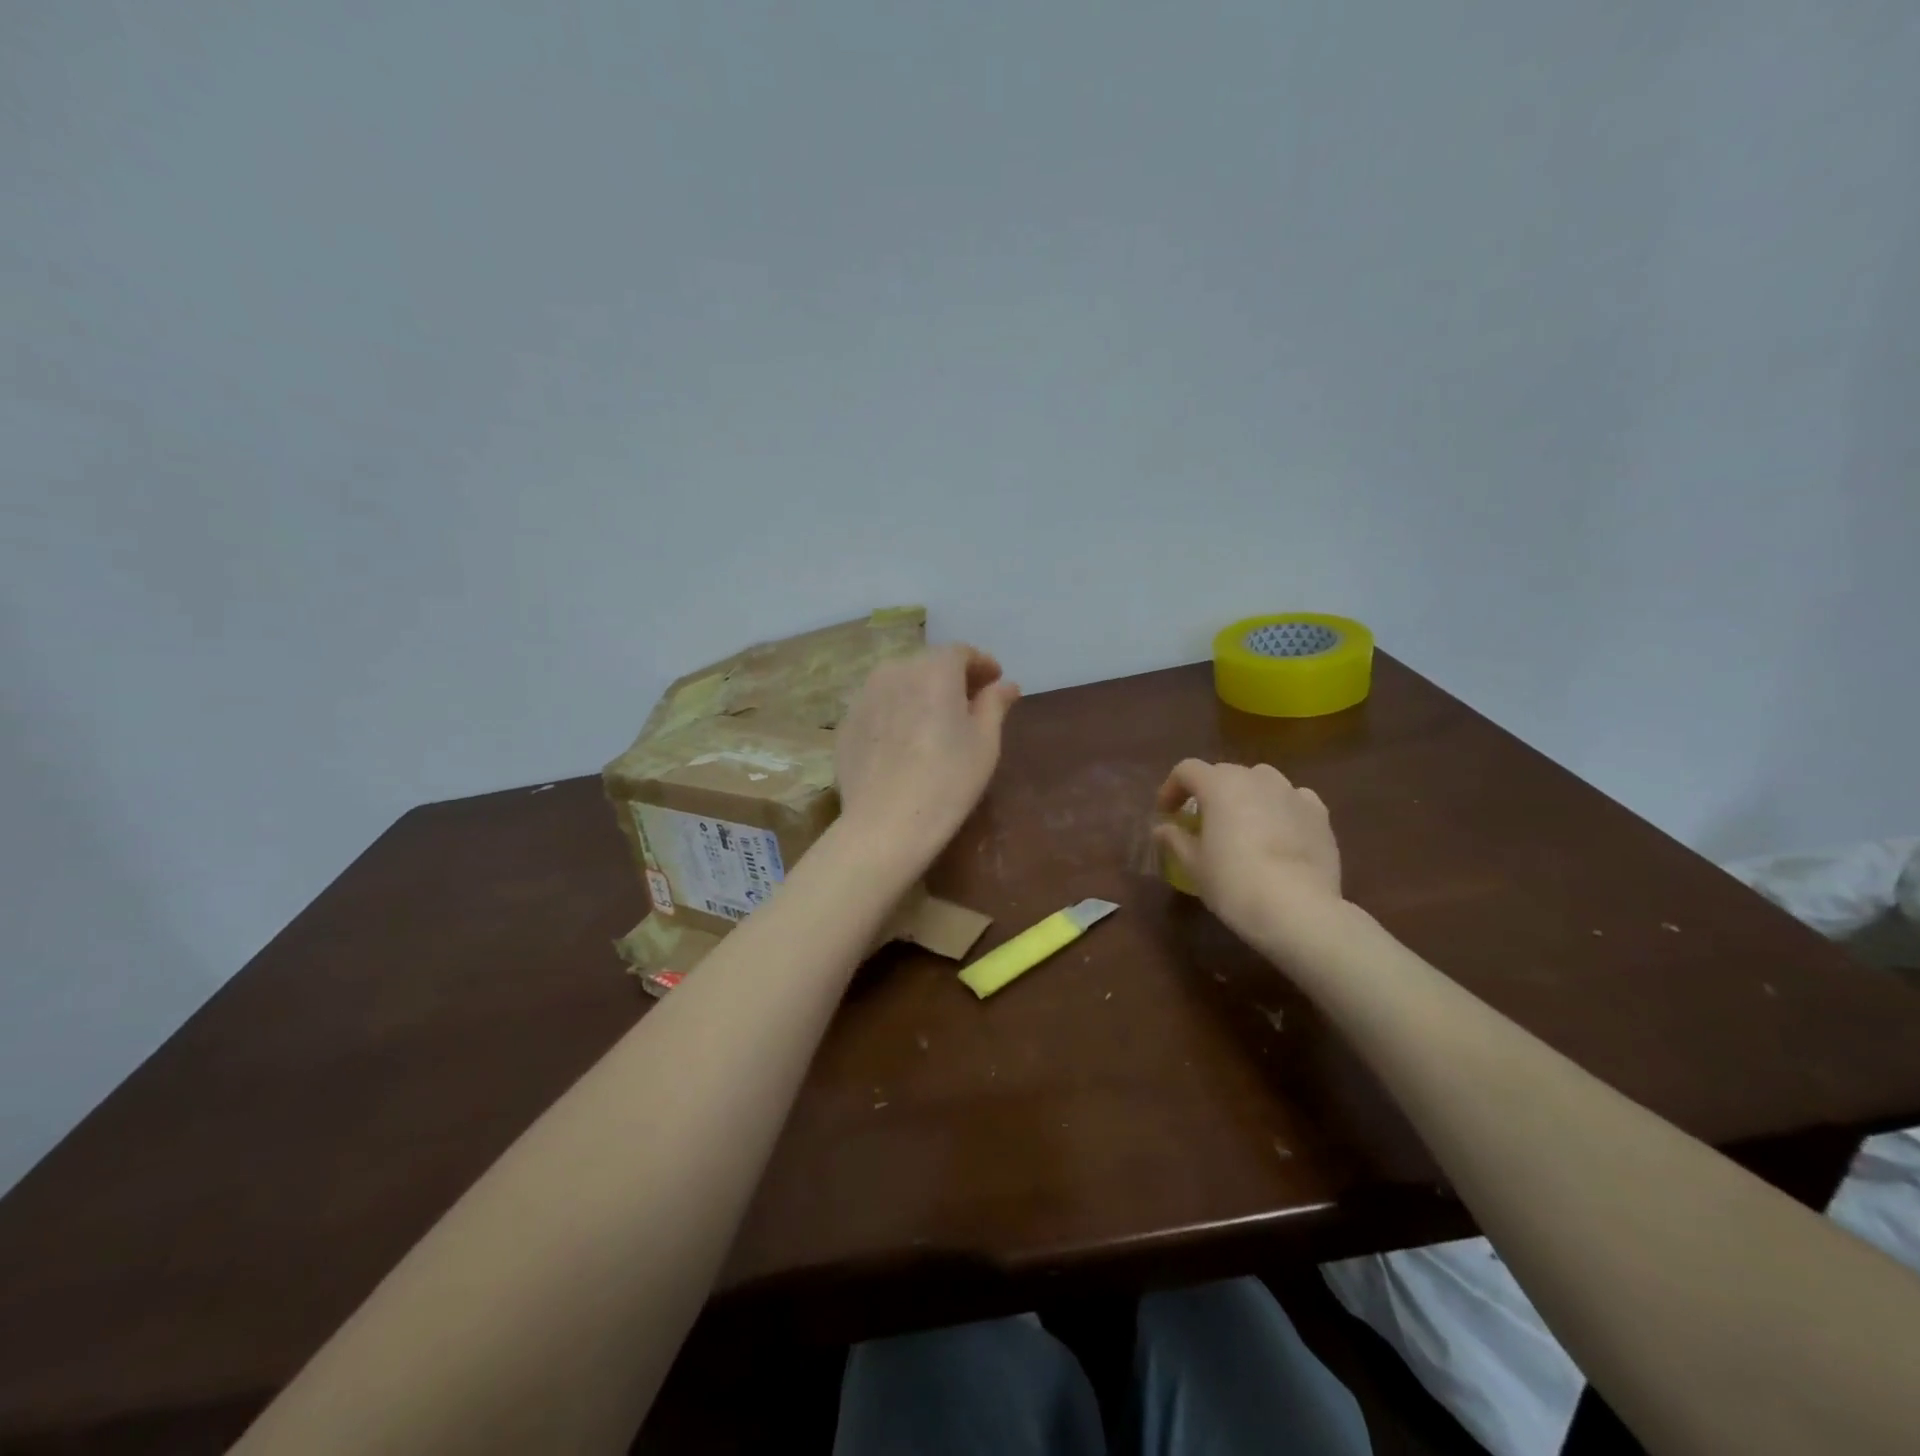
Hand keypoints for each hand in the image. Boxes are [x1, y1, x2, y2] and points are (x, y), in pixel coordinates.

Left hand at [836, 645, 1020, 864]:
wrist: (885, 824)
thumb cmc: (948, 780)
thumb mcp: (985, 743)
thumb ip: (994, 704)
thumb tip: (1005, 685)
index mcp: (933, 670)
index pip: (960, 652)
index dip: (981, 664)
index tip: (994, 680)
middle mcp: (894, 671)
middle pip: (928, 664)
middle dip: (951, 677)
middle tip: (969, 703)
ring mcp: (864, 696)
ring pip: (899, 683)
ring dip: (920, 693)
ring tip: (935, 721)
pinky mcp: (846, 723)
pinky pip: (879, 707)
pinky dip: (896, 713)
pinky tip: (905, 743)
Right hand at [1153, 759, 1342, 942]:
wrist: (1297, 908)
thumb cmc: (1233, 882)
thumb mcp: (1193, 865)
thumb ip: (1175, 839)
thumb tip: (1162, 828)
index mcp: (1219, 784)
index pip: (1186, 770)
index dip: (1171, 788)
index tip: (1166, 813)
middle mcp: (1256, 778)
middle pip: (1224, 773)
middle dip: (1209, 792)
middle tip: (1202, 822)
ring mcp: (1292, 792)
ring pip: (1261, 781)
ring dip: (1246, 796)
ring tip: (1243, 824)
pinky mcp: (1319, 813)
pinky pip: (1292, 799)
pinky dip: (1280, 808)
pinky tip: (1279, 833)